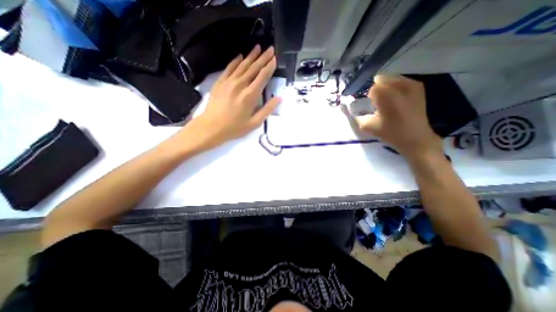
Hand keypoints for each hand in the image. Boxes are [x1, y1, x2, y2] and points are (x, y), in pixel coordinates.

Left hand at [173, 46, 279, 154]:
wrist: (211, 127)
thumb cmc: (235, 128)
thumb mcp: (254, 123)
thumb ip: (267, 109)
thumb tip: (279, 98)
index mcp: (250, 95)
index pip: (262, 77)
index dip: (270, 67)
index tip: (275, 58)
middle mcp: (240, 85)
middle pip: (254, 68)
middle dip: (263, 58)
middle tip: (270, 48)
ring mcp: (229, 82)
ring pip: (242, 65)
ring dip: (251, 56)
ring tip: (258, 47)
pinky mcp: (220, 82)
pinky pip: (229, 68)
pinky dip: (236, 61)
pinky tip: (241, 56)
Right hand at [356, 75, 443, 158]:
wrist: (415, 137)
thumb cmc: (390, 133)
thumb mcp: (367, 126)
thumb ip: (356, 115)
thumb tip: (349, 106)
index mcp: (386, 96)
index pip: (372, 89)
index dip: (369, 97)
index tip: (372, 106)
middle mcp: (399, 86)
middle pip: (381, 79)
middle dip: (377, 90)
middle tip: (379, 103)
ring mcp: (411, 84)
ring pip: (391, 78)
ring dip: (386, 87)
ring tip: (388, 101)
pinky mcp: (418, 86)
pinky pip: (400, 80)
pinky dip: (395, 87)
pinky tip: (397, 99)